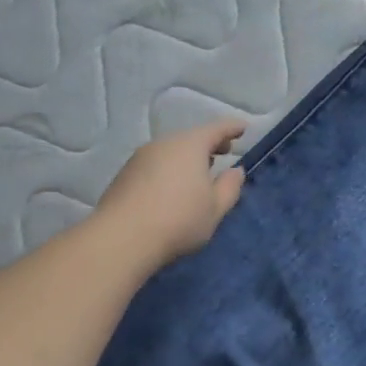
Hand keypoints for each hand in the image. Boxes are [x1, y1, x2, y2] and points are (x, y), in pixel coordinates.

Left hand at [96, 118, 247, 266]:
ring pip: (171, 151)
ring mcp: (140, 157)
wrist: (122, 238)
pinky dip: (169, 169)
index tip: (243, 127)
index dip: (232, 127)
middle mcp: (164, 144)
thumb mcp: (215, 208)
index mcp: (190, 145)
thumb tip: (235, 171)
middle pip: (191, 138)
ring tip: (199, 173)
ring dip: (187, 158)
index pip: (217, 129)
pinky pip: (155, 164)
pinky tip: (172, 188)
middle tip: (224, 151)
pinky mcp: (124, 174)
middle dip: (209, 144)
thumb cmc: (179, 220)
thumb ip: (230, 187)